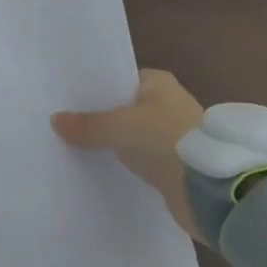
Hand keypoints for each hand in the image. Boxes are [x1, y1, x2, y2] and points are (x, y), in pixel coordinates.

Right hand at [53, 69, 206, 241]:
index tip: (72, 98)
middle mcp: (170, 102)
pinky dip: (130, 162)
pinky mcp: (179, 164)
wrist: (210, 188)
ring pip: (136, 134)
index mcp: (159, 82)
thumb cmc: (164, 140)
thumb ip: (87, 125)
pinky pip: (145, 158)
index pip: (122, 78)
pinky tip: (109, 167)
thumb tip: (55, 120)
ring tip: (82, 145)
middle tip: (71, 122)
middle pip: (127, 106)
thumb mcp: (118, 127)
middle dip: (104, 115)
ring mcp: (176, 134)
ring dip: (117, 141)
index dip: (98, 87)